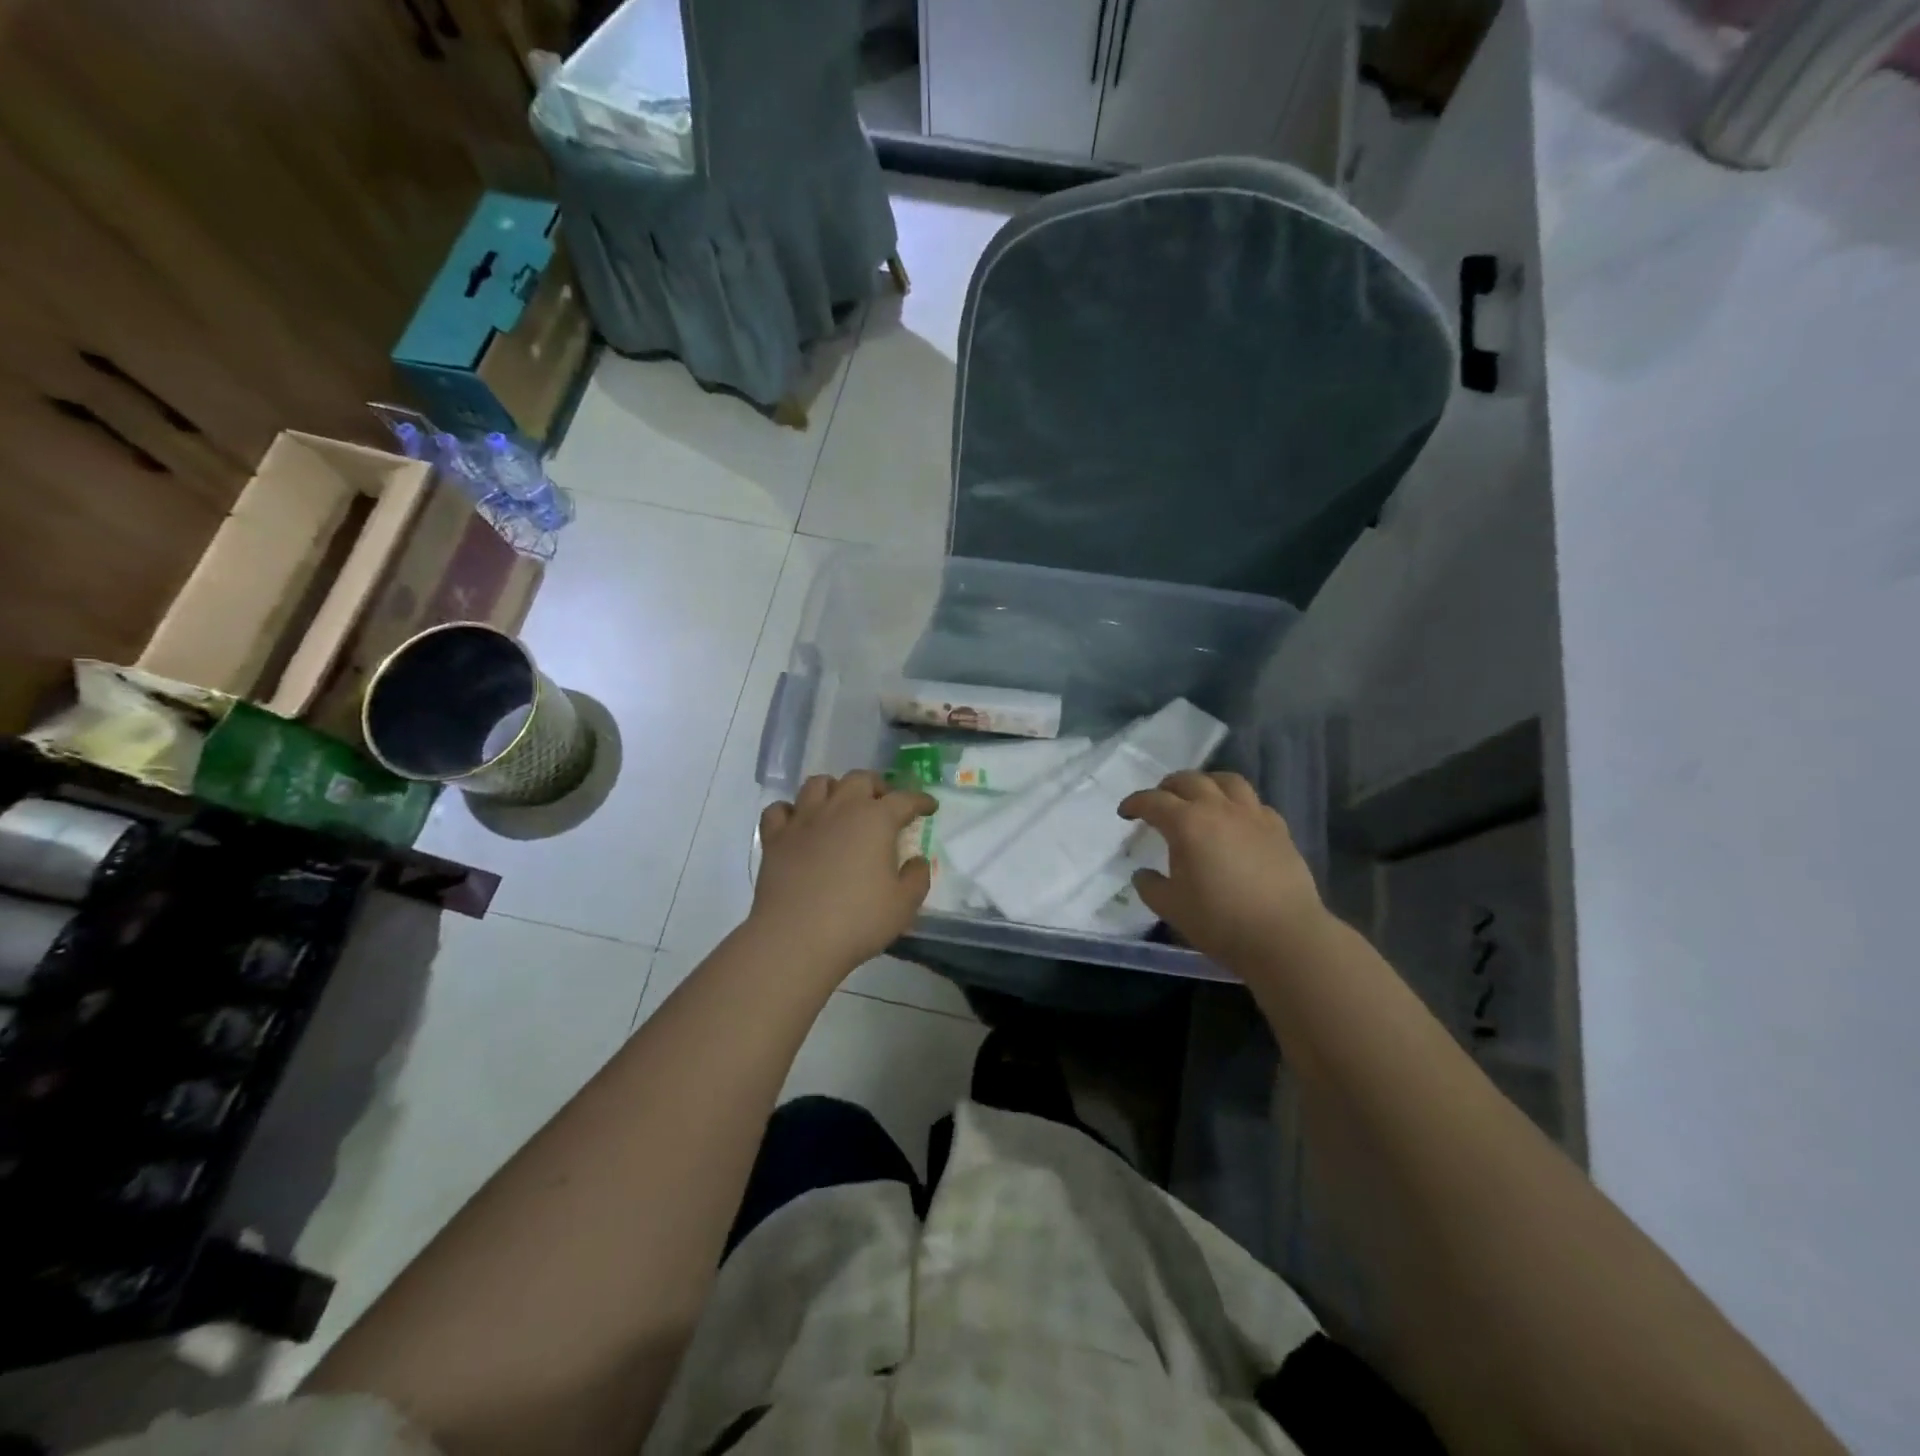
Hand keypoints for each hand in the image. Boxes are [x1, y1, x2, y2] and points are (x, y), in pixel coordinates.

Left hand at [750, 771, 935, 978]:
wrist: (795, 938)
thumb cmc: (857, 920)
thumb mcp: (903, 905)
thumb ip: (917, 878)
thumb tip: (916, 861)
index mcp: (876, 820)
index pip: (905, 799)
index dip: (920, 801)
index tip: (929, 806)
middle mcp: (840, 808)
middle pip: (859, 779)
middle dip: (876, 786)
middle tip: (884, 804)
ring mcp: (803, 820)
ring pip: (818, 784)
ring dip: (834, 789)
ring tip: (841, 806)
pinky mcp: (775, 837)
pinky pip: (779, 809)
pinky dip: (791, 811)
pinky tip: (798, 824)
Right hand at [1119, 770, 1329, 972]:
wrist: (1284, 936)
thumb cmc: (1220, 921)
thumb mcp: (1171, 908)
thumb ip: (1150, 886)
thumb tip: (1143, 874)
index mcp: (1187, 823)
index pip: (1153, 801)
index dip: (1135, 803)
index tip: (1125, 812)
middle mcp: (1219, 809)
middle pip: (1189, 780)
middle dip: (1168, 786)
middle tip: (1159, 801)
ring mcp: (1253, 816)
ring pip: (1227, 781)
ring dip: (1206, 783)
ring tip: (1199, 796)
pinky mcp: (1278, 829)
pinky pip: (1254, 803)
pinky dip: (1238, 804)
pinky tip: (1236, 820)